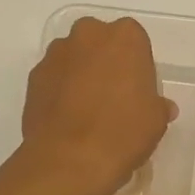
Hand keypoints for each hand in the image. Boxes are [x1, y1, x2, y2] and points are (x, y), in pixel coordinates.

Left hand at [20, 16, 175, 194]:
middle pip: (100, 41)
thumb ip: (157, 105)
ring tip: (87, 110)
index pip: (135, 41)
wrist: (69, 160)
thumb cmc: (123, 132)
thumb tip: (160, 107)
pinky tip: (68, 119)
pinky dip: (60, 90)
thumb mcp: (155, 121)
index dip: (137, 66)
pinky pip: (54, 78)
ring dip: (81, 74)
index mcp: (125, 37)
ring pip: (74, 58)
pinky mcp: (33, 77)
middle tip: (113, 95)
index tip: (138, 90)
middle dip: (106, 61)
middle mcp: (88, 35)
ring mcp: (56, 54)